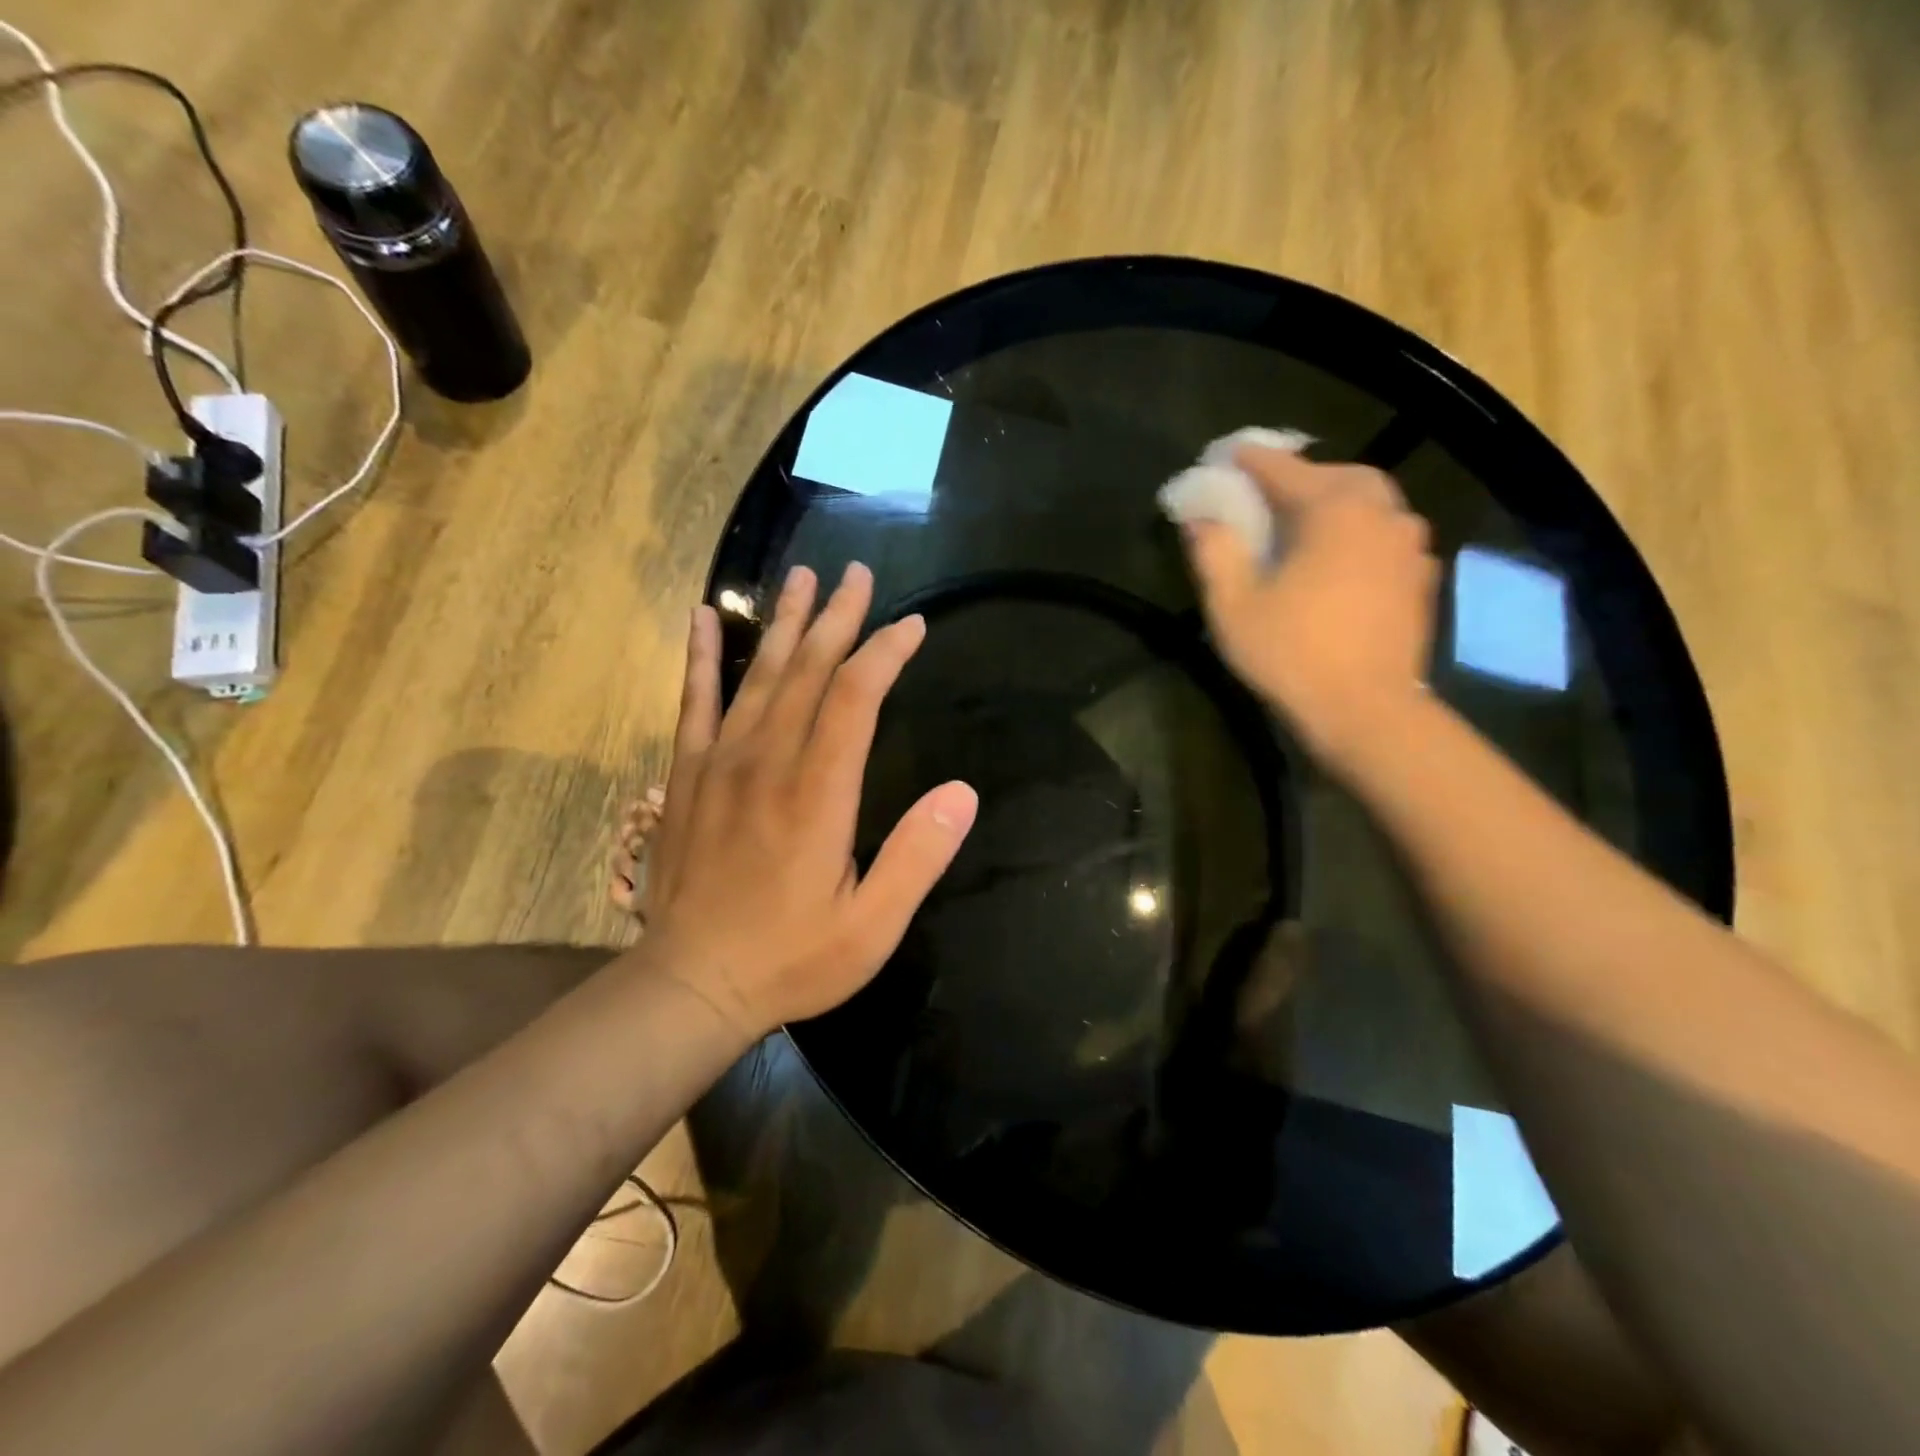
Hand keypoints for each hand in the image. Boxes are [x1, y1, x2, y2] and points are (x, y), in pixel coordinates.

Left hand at [639, 563, 977, 1040]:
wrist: (690, 984)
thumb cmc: (791, 959)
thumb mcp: (872, 926)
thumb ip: (918, 856)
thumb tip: (963, 792)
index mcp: (818, 792)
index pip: (856, 697)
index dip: (885, 653)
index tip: (911, 626)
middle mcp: (768, 761)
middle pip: (807, 669)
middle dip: (837, 618)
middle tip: (857, 574)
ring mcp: (720, 763)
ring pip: (757, 674)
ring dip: (783, 622)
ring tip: (801, 577)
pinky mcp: (687, 776)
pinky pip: (693, 701)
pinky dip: (699, 656)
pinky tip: (701, 618)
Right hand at [1183, 445, 1439, 767]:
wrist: (1366, 711)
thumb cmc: (1291, 654)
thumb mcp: (1233, 605)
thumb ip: (1214, 552)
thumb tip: (1200, 518)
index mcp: (1333, 510)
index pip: (1284, 469)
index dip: (1251, 461)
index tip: (1228, 455)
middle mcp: (1380, 513)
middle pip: (1339, 476)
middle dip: (1302, 476)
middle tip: (1270, 494)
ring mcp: (1409, 545)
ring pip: (1371, 503)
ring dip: (1336, 502)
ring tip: (1306, 524)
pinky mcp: (1421, 577)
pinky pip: (1388, 535)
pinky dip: (1361, 532)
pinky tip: (1342, 558)